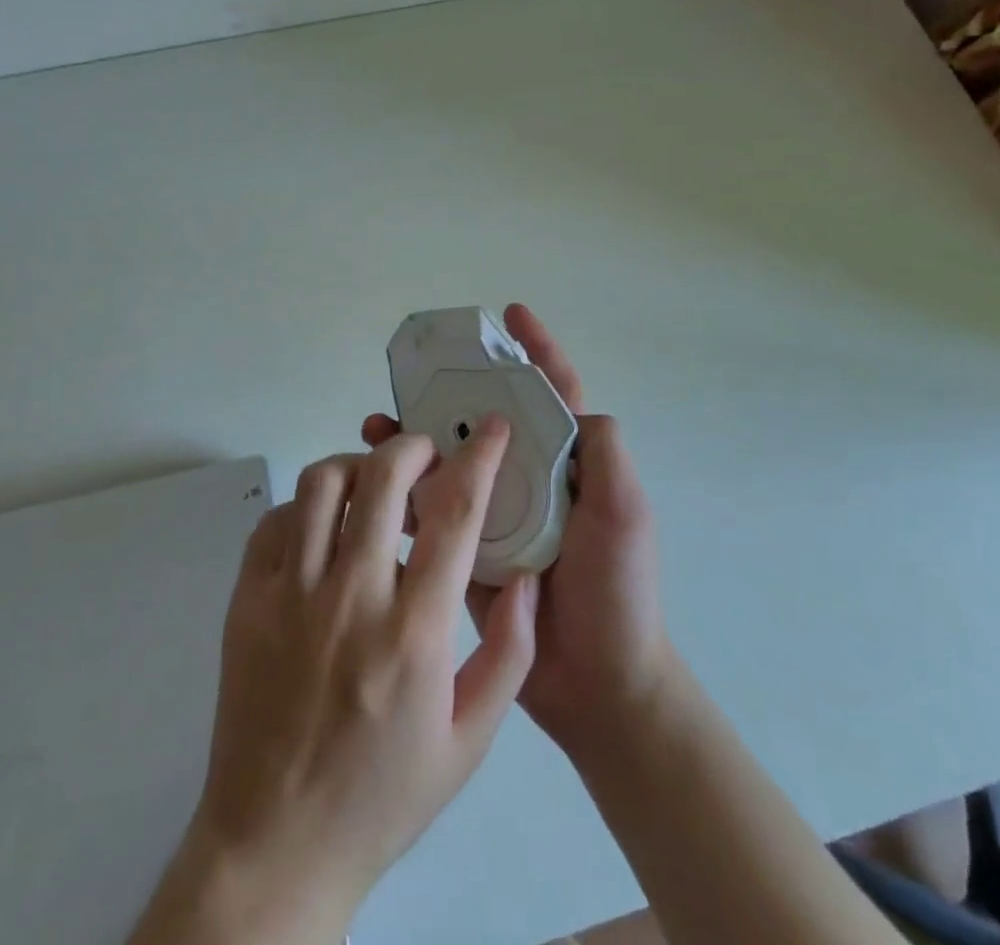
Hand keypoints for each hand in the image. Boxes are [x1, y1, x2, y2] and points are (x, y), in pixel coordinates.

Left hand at [130, 424, 538, 944]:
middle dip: (413, 447)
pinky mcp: (247, 600)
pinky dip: (307, 507)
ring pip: (322, 484)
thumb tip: (523, 575)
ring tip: (375, 488)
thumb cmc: (383, 794)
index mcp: (414, 634)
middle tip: (428, 458)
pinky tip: (324, 530)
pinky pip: (277, 520)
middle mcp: (351, 599)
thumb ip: (509, 652)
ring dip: (358, 467)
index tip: (492, 429)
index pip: (454, 515)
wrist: (276, 844)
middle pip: (382, 477)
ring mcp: (290, 595)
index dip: (479, 458)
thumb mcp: (469, 740)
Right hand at [362, 304, 668, 758]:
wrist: (597, 686)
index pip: (552, 392)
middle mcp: (529, 478)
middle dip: (453, 391)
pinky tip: (373, 481)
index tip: (510, 314)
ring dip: (417, 437)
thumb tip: (572, 403)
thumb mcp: (625, 513)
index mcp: (569, 463)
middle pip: (486, 419)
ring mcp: (496, 513)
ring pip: (452, 459)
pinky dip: (404, 490)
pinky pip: (433, 508)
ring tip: (377, 424)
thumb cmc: (618, 592)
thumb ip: (605, 455)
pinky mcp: (467, 550)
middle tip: (414, 374)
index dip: (536, 349)